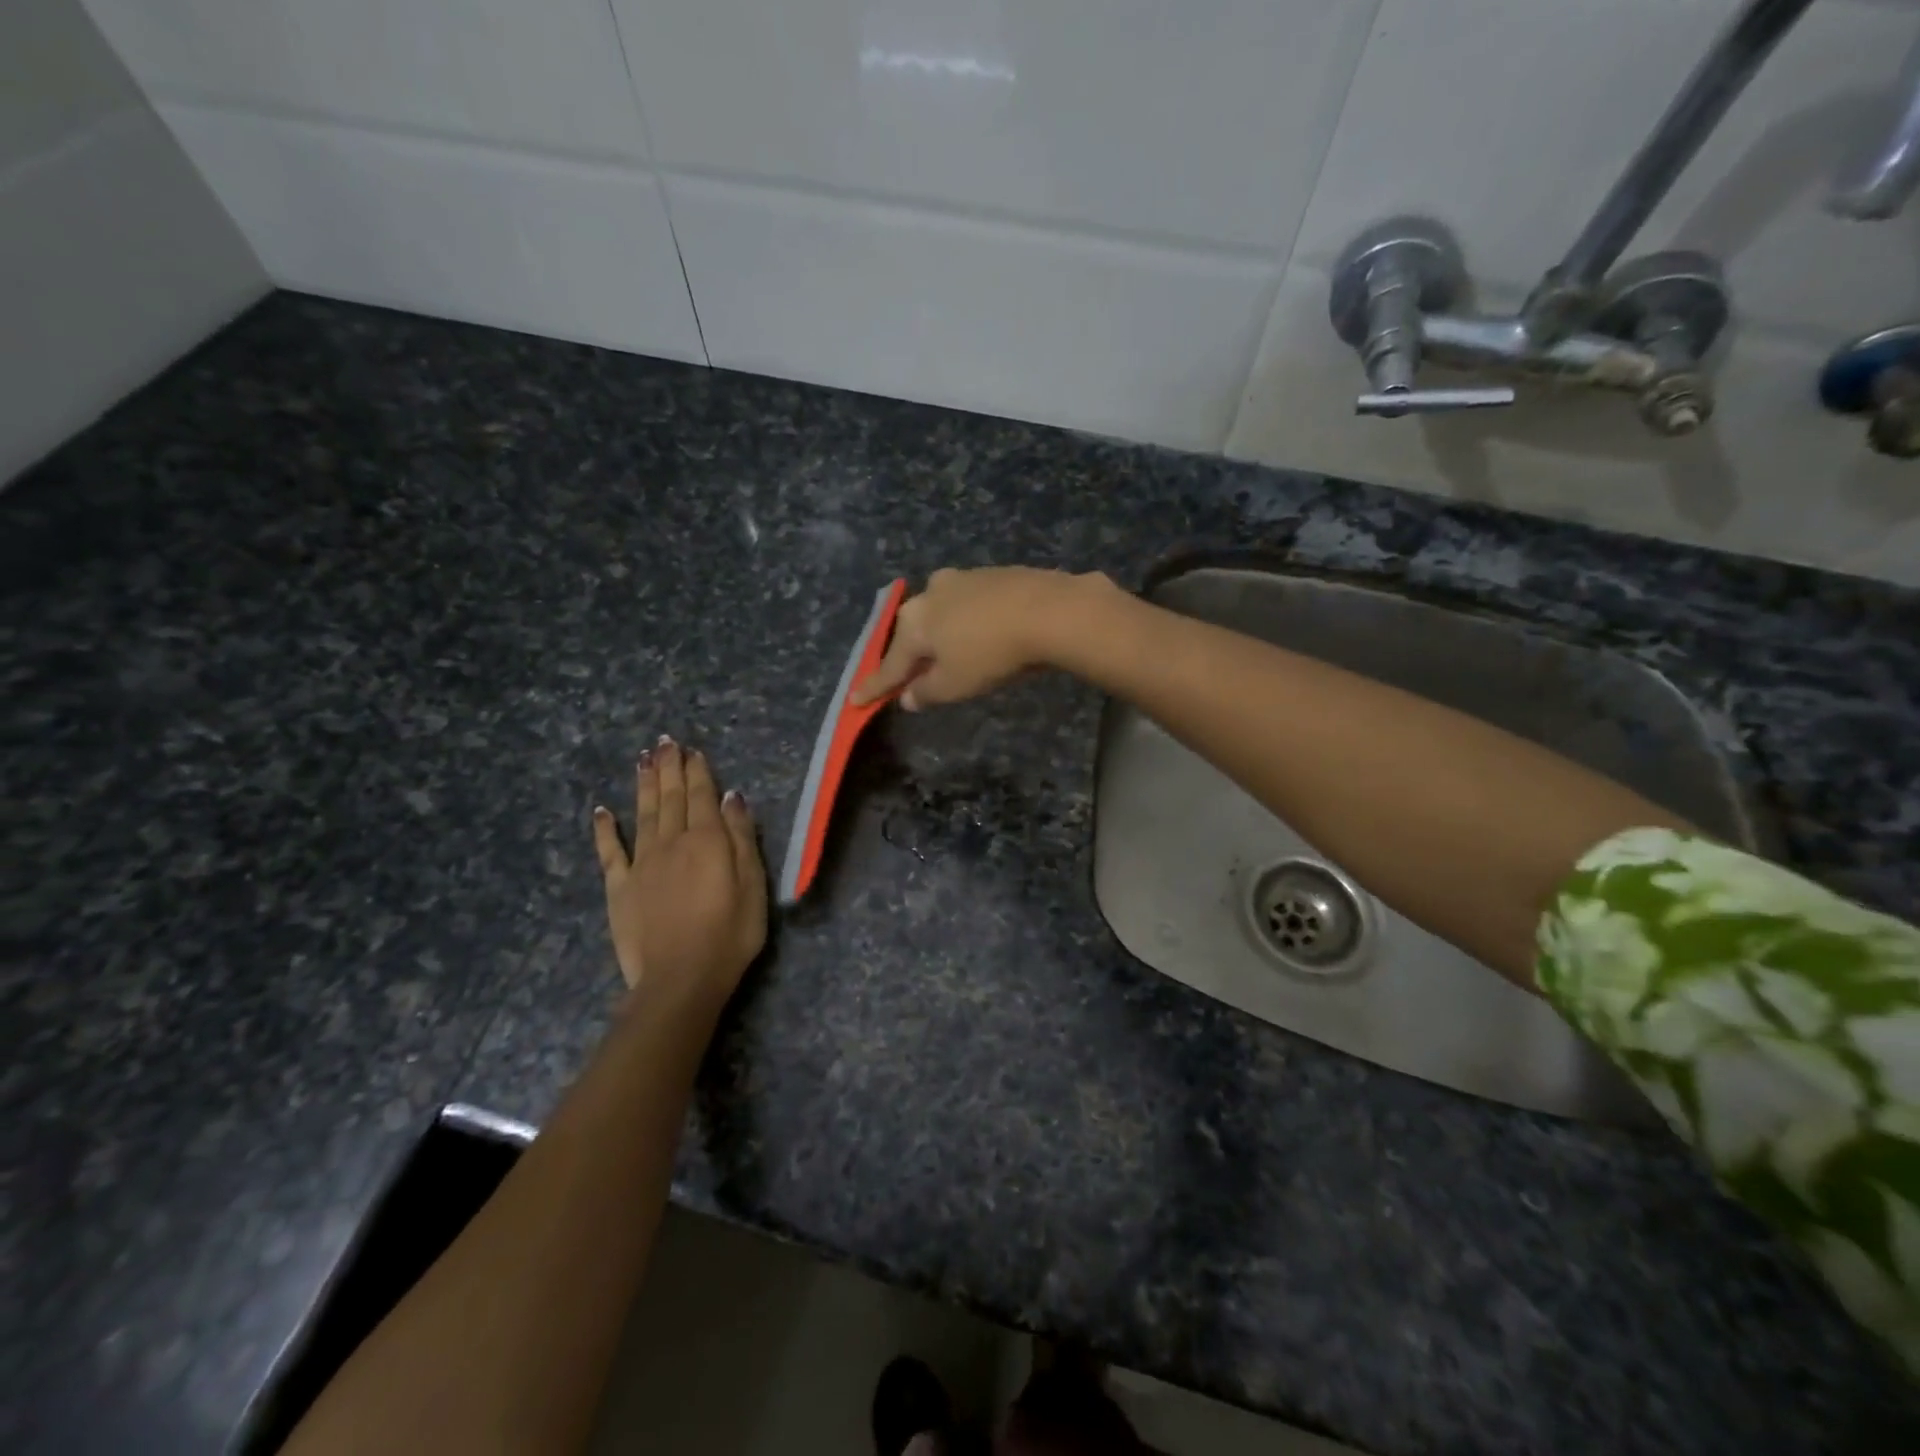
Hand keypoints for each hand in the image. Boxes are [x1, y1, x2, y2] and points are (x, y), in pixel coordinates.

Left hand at [591, 738, 766, 1010]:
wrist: (680, 978)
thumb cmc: (730, 933)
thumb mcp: (753, 884)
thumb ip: (741, 837)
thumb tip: (731, 797)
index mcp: (708, 840)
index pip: (703, 796)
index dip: (697, 771)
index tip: (692, 750)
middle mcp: (672, 842)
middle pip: (670, 797)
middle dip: (669, 768)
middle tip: (665, 742)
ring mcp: (642, 863)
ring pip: (643, 814)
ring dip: (643, 785)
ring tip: (643, 759)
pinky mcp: (619, 887)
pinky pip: (610, 851)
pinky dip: (605, 829)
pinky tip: (602, 810)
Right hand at [850, 566, 1109, 709]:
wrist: (1050, 610)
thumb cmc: (991, 653)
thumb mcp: (954, 685)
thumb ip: (926, 692)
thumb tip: (907, 696)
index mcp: (915, 622)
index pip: (890, 663)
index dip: (874, 686)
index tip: (855, 700)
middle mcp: (931, 593)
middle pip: (915, 632)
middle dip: (911, 654)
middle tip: (909, 676)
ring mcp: (964, 579)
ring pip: (942, 613)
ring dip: (942, 635)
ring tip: (949, 655)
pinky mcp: (995, 574)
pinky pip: (970, 605)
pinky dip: (968, 622)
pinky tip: (980, 633)